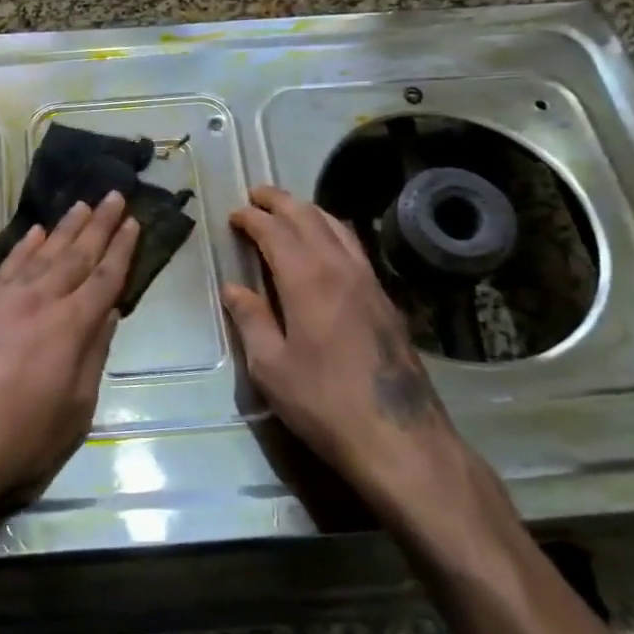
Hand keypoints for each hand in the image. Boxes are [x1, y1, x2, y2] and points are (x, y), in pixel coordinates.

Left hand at [0, 191, 138, 519]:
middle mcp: (40, 302)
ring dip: (64, 228)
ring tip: (82, 205)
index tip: (134, 222)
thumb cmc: (20, 440)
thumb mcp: (75, 411)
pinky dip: (24, 246)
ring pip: (42, 254)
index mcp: (71, 327)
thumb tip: (109, 314)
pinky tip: (34, 232)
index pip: (104, 279)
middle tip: (114, 195)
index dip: (121, 250)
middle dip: (99, 225)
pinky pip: (6, 266)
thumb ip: (93, 356)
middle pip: (76, 255)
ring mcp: (4, 300)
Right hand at [220, 186, 479, 531]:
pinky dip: (332, 231)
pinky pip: (354, 247)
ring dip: (309, 211)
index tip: (235, 214)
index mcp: (307, 279)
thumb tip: (234, 289)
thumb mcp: (270, 367)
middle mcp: (341, 268)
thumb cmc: (323, 402)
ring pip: (338, 227)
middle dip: (280, 202)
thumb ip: (251, 320)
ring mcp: (369, 282)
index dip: (253, 218)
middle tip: (257, 195)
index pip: (276, 232)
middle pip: (309, 218)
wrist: (399, 437)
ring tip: (288, 210)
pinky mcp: (386, 300)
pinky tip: (326, 244)